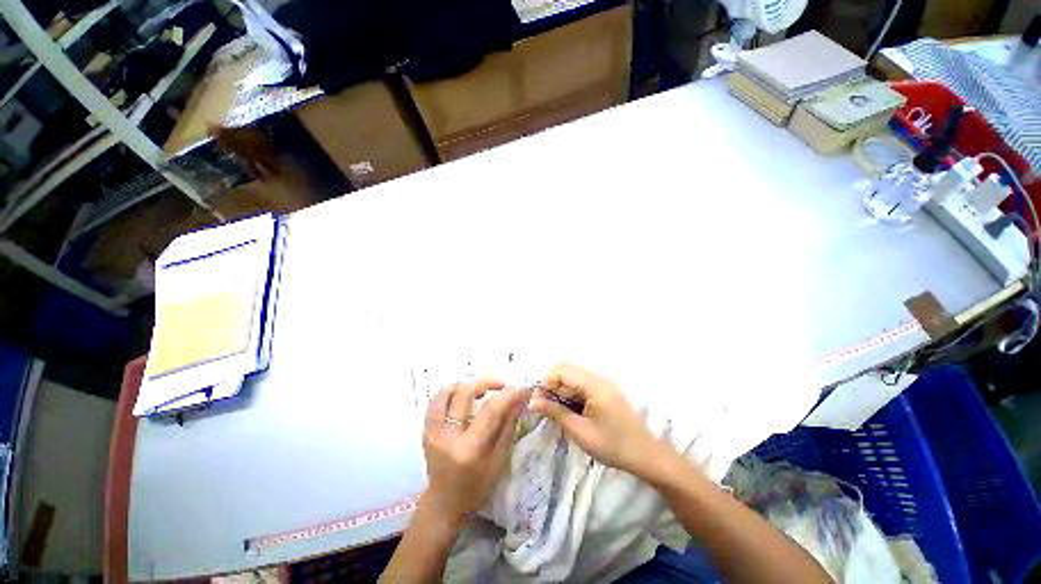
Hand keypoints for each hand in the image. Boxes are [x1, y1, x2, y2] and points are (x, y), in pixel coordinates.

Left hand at [421, 380, 526, 522]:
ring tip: (481, 389)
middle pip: (466, 393)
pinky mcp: (426, 429)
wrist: (444, 503)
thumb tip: (520, 399)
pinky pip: (435, 401)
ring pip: (447, 392)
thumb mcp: (498, 460)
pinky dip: (450, 392)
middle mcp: (448, 436)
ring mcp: (433, 432)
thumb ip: (508, 425)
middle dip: (487, 382)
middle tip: (502, 385)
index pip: (490, 410)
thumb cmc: (476, 487)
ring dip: (467, 384)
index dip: (507, 395)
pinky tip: (462, 394)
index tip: (521, 387)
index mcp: (469, 449)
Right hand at [530, 363, 662, 476]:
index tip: (541, 403)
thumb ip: (555, 412)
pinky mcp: (604, 391)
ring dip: (561, 392)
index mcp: (593, 384)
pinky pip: (581, 386)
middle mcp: (598, 378)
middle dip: (552, 387)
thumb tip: (532, 400)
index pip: (560, 369)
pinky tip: (572, 413)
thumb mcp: (579, 431)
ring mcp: (602, 383)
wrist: (646, 455)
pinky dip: (571, 396)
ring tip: (560, 414)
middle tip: (549, 410)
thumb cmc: (612, 445)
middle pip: (566, 371)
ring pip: (572, 378)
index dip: (546, 383)